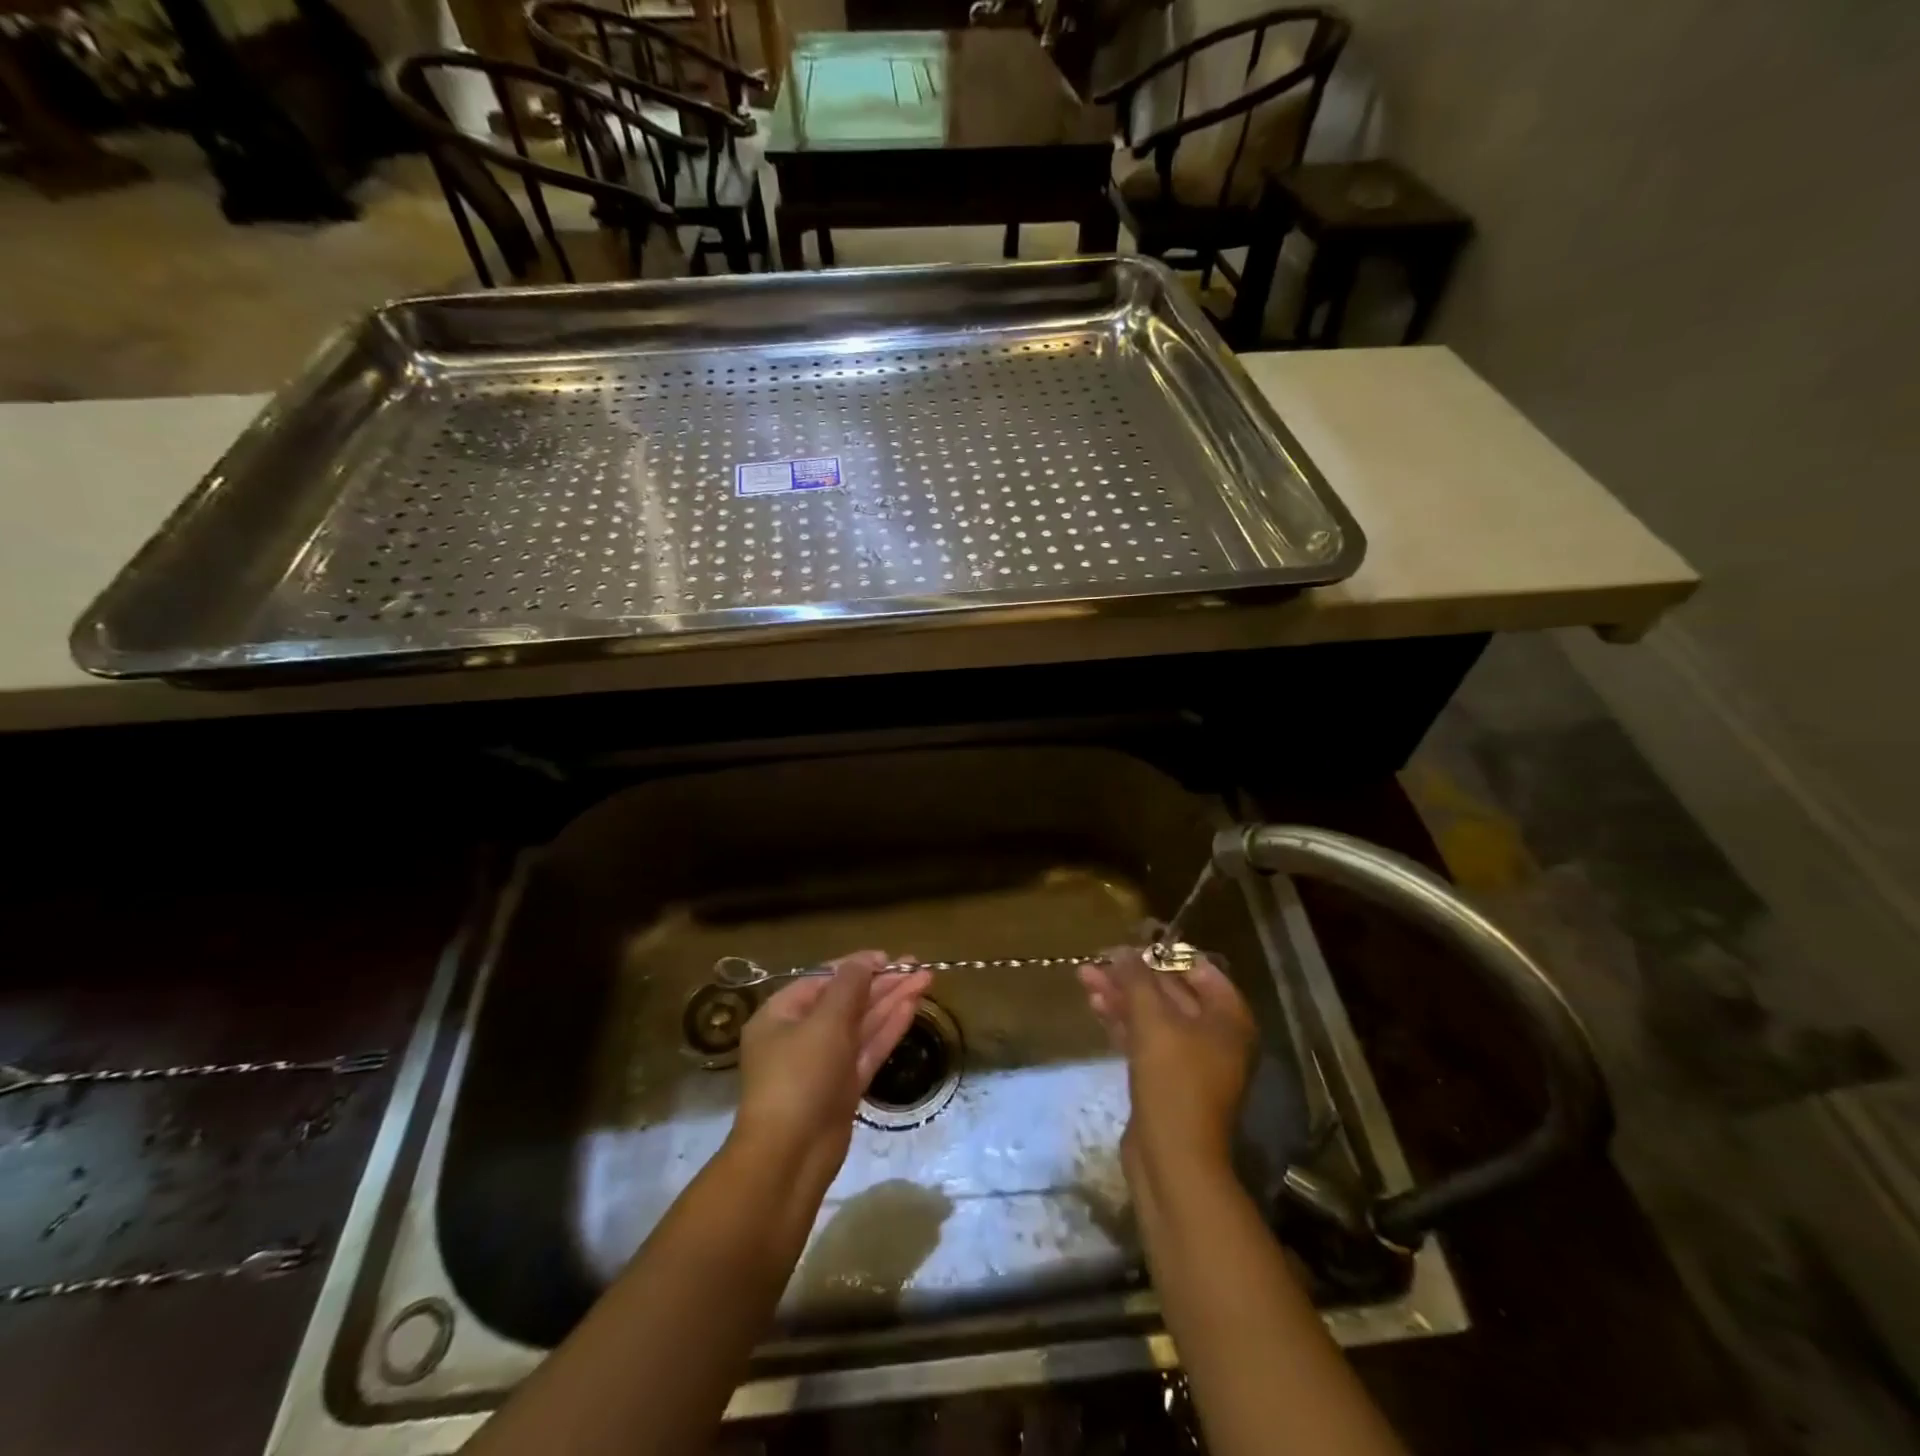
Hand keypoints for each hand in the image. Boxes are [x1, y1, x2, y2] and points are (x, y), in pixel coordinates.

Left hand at [732, 950, 932, 1188]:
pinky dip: (889, 1028)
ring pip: (862, 1025)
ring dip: (892, 1002)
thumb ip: (849, 987)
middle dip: (882, 983)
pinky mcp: (844, 1087)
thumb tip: (865, 960)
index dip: (857, 966)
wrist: (791, 1156)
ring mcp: (824, 1063)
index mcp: (781, 1015)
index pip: (823, 980)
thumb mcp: (824, 1023)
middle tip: (919, 967)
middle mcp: (800, 1035)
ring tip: (926, 980)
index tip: (889, 957)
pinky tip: (912, 1007)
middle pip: (847, 1001)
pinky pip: (867, 1049)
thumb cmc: (800, 1076)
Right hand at [1078, 947, 1254, 1180]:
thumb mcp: (1153, 1021)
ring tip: (1083, 977)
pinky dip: (1122, 1021)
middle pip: (1171, 992)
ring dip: (1121, 996)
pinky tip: (1095, 1006)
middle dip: (1132, 976)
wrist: (1173, 1159)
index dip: (1162, 954)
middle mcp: (1215, 1035)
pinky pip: (1145, 1038)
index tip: (1127, 945)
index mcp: (1228, 1018)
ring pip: (1153, 1016)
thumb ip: (1136, 980)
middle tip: (1096, 960)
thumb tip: (1121, 951)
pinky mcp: (1166, 1079)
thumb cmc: (1173, 1081)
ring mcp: (1191, 1059)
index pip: (1198, 969)